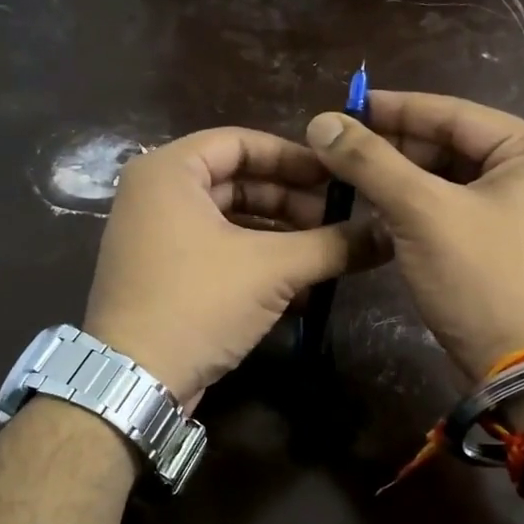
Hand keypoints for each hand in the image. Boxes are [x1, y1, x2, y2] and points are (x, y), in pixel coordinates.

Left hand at [83, 127, 386, 405]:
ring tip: (325, 252)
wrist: (135, 381)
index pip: (241, 142)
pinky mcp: (162, 275)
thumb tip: (388, 234)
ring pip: (230, 220)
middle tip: (337, 218)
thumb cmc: (198, 302)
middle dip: (290, 200)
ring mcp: (155, 237)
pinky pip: (217, 251)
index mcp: (169, 171)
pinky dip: (256, 261)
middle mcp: (155, 195)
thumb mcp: (273, 268)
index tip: (336, 176)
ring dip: (279, 235)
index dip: (293, 157)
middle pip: (237, 181)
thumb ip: (332, 245)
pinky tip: (299, 285)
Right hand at [305, 91, 523, 377]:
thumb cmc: (482, 280)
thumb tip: (321, 122)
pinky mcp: (507, 242)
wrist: (521, 369)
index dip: (395, 108)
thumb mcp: (423, 213)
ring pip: (449, 179)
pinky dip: (416, 208)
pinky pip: (454, 209)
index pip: (454, 113)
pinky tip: (376, 208)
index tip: (344, 106)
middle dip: (394, 148)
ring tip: (348, 176)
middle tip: (339, 149)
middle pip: (452, 146)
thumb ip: (372, 162)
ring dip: (400, 179)